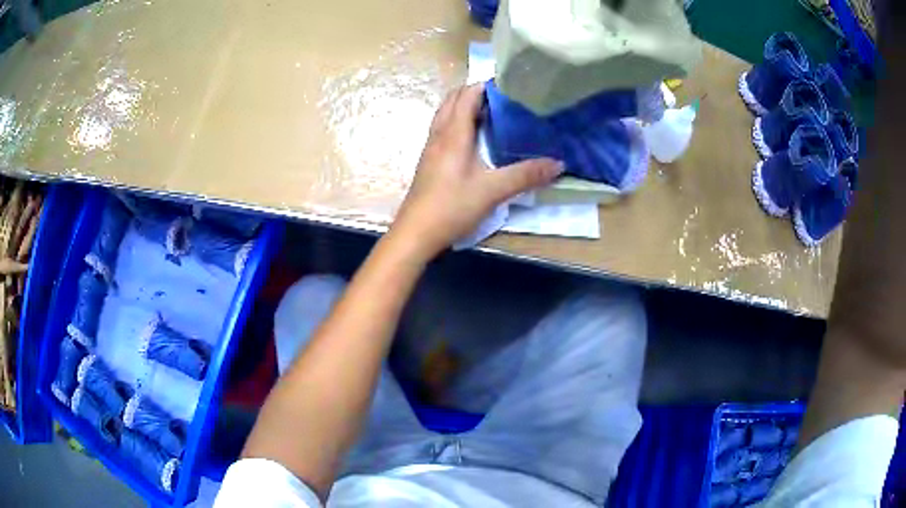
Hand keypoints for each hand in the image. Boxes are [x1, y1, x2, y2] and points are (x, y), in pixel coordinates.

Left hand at [390, 83, 561, 259]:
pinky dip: (457, 123)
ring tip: (490, 112)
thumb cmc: (452, 206)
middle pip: (452, 100)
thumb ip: (526, 175)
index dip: (485, 85)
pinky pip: (442, 130)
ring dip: (464, 106)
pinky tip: (473, 139)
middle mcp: (439, 134)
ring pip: (445, 114)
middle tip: (502, 97)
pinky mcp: (428, 161)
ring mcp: (430, 148)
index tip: (509, 85)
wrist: (416, 232)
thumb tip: (558, 163)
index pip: (466, 95)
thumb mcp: (493, 190)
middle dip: (474, 92)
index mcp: (453, 133)